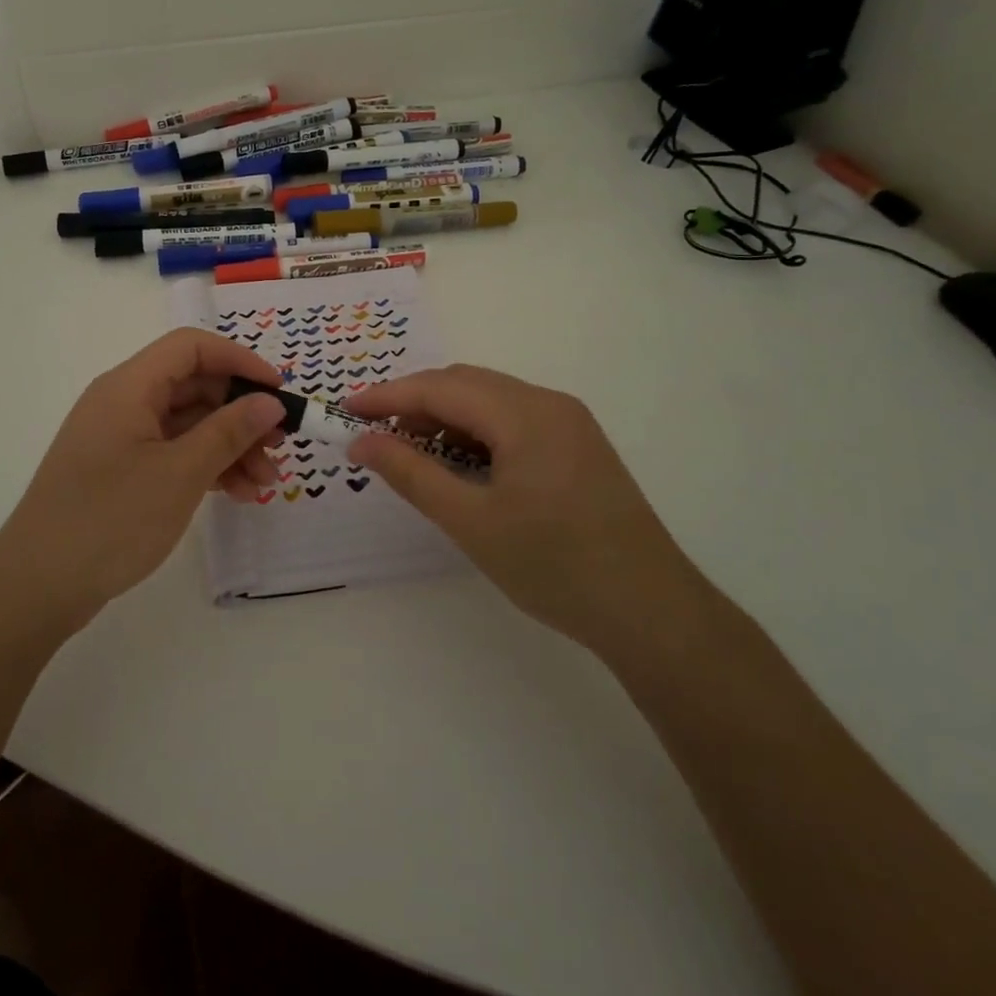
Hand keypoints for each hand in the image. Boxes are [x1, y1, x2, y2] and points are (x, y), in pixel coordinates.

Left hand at [0, 329, 287, 621]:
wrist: (37, 587)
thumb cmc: (110, 520)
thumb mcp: (180, 474)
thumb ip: (229, 432)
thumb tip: (270, 401)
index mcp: (129, 387)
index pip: (191, 348)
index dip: (239, 361)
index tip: (278, 391)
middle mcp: (123, 402)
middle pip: (193, 387)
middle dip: (241, 412)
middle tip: (281, 444)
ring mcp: (120, 438)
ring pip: (187, 424)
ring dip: (229, 446)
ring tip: (265, 483)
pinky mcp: (120, 471)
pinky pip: (173, 453)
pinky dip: (205, 467)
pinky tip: (236, 493)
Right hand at [344, 365, 693, 651]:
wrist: (650, 611)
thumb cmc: (553, 566)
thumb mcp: (470, 521)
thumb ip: (411, 473)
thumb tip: (361, 441)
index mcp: (524, 413)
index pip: (440, 387)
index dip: (387, 396)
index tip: (345, 411)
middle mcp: (548, 403)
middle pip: (465, 384)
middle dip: (414, 403)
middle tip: (372, 435)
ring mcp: (568, 423)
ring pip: (489, 401)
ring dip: (444, 417)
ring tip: (409, 451)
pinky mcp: (577, 445)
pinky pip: (513, 420)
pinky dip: (475, 432)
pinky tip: (459, 464)